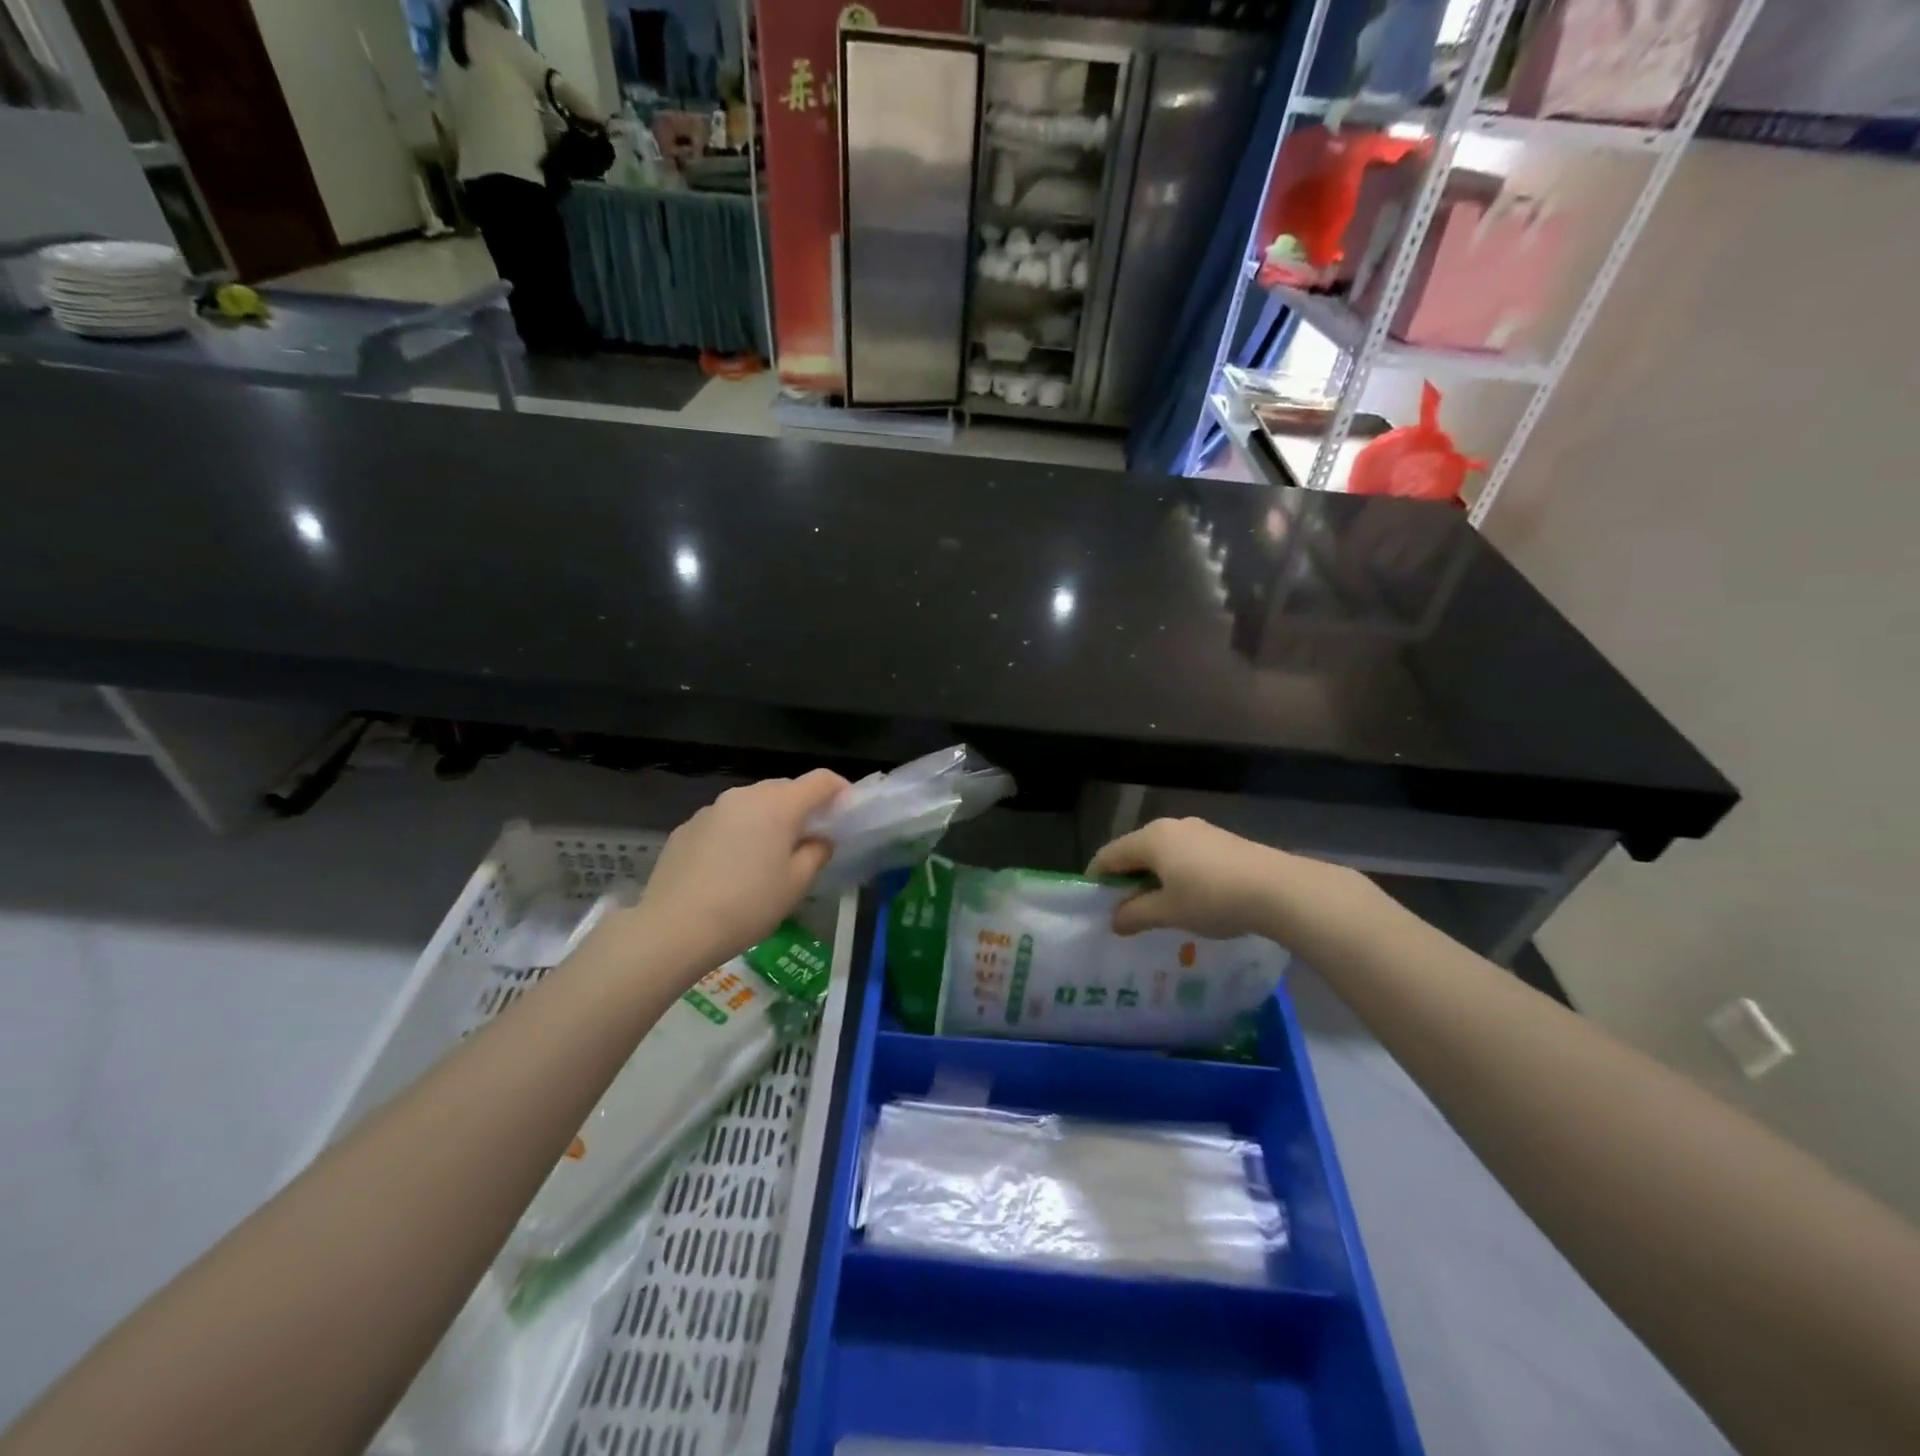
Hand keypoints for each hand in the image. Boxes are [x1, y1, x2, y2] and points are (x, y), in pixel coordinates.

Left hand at [633, 769, 848, 968]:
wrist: (673, 928)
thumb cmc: (747, 906)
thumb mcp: (796, 885)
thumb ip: (816, 853)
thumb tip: (819, 839)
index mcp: (778, 805)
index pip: (820, 780)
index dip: (840, 790)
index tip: (846, 812)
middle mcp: (745, 796)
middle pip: (785, 788)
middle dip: (802, 807)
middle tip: (809, 840)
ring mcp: (711, 809)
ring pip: (752, 804)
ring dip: (768, 819)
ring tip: (767, 857)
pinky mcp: (686, 827)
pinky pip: (725, 820)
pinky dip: (738, 833)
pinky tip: (730, 868)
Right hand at [1088, 817, 1321, 939]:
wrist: (1280, 889)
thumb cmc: (1213, 899)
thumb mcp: (1169, 912)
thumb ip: (1135, 915)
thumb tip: (1114, 920)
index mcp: (1151, 838)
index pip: (1109, 855)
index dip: (1097, 879)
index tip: (1094, 905)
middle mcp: (1171, 826)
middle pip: (1135, 851)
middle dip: (1126, 880)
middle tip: (1124, 912)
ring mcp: (1199, 830)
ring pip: (1162, 853)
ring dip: (1153, 879)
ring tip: (1158, 909)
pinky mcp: (1222, 840)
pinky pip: (1185, 855)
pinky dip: (1176, 874)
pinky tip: (1189, 899)